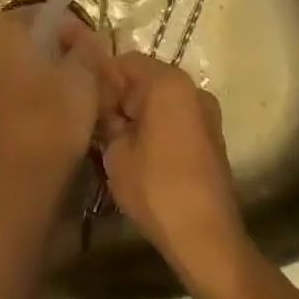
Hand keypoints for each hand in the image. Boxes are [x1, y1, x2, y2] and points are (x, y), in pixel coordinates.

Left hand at [0, 7, 106, 208]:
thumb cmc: (52, 119)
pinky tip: (69, 114)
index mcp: (2, 33)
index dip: (75, 29)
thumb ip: (87, 47)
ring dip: (60, 76)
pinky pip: (22, 91)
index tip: (96, 52)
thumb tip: (88, 39)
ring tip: (89, 96)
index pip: (44, 14)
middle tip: (98, 73)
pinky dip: (45, 96)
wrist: (22, 185)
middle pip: (37, 41)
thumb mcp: (82, 75)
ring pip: (31, 67)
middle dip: (69, 54)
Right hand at [101, 53, 246, 281]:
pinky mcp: (212, 137)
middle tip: (99, 125)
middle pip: (146, 78)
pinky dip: (158, 126)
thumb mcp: (116, 153)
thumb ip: (108, 121)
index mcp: (168, 83)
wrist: (207, 237)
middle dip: (121, 97)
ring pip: (162, 99)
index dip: (102, 79)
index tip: (86, 103)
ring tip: (118, 142)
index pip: (125, 61)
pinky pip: (177, 117)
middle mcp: (192, 88)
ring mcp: (207, 112)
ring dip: (140, 113)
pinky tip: (142, 154)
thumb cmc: (157, 188)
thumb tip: (106, 111)